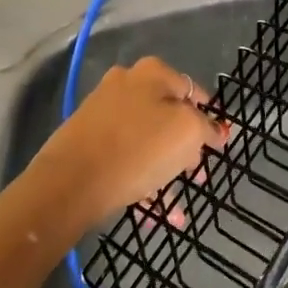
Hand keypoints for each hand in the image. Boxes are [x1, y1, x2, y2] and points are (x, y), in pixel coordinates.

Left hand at [24, 57, 228, 232]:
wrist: (71, 181)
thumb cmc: (138, 148)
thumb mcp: (188, 132)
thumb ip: (206, 128)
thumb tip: (215, 129)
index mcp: (152, 73)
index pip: (192, 91)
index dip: (208, 118)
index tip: (216, 146)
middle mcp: (126, 84)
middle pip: (167, 115)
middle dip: (186, 148)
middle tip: (197, 175)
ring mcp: (103, 111)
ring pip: (147, 140)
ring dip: (166, 171)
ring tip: (178, 208)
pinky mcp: (87, 140)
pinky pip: (126, 158)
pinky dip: (142, 181)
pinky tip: (156, 214)